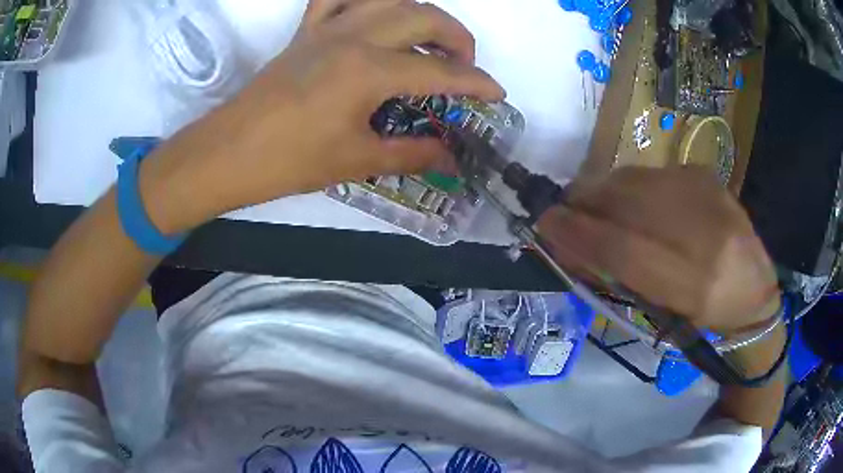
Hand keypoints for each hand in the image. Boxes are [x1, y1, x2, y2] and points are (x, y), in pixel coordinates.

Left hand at [141, 0, 502, 232]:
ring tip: (429, 37)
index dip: (476, 83)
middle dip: (457, 38)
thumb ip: (411, 153)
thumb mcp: (356, 161)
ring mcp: (327, 28)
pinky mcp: (306, 30)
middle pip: (424, 17)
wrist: (228, 153)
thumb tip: (449, 155)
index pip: (440, 71)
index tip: (497, 93)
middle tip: (464, 65)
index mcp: (368, 72)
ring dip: (420, 11)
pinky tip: (375, 13)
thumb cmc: (288, 162)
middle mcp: (353, 37)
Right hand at [537, 166, 780, 333]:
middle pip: (628, 204)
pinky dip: (629, 186)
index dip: (579, 234)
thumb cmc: (707, 318)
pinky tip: (627, 200)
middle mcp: (706, 234)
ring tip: (589, 204)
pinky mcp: (707, 176)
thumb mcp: (665, 313)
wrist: (754, 289)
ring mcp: (709, 195)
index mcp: (696, 286)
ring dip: (603, 191)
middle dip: (585, 203)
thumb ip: (620, 278)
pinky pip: (652, 174)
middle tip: (561, 210)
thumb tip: (571, 246)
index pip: (624, 251)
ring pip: (637, 181)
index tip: (544, 223)